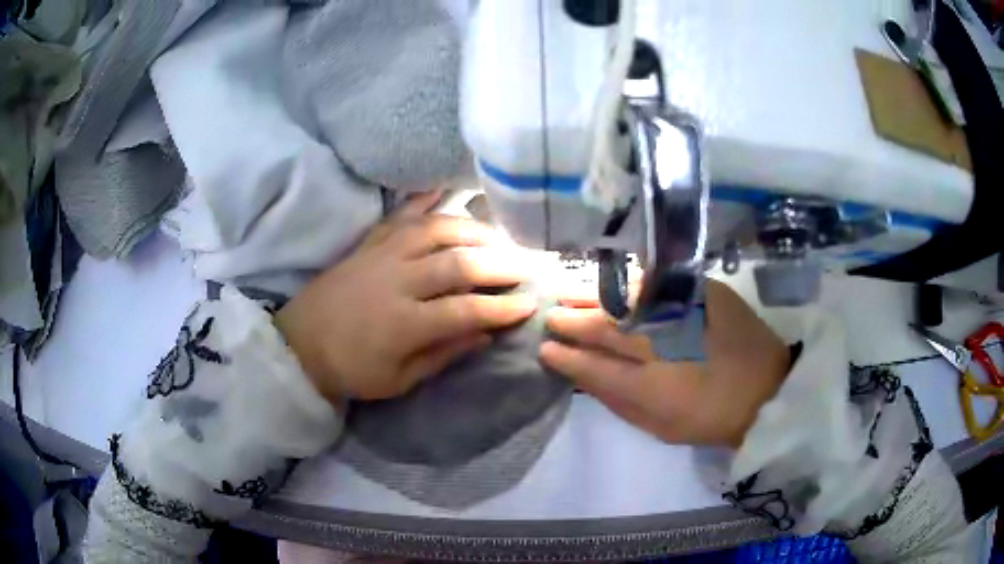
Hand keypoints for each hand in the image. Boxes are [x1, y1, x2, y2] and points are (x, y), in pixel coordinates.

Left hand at [276, 192, 536, 402]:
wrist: (300, 345)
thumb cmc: (352, 370)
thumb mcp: (399, 379)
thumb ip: (443, 354)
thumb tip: (485, 333)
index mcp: (405, 324)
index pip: (466, 310)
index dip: (502, 307)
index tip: (530, 304)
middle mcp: (397, 282)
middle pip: (458, 263)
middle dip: (500, 263)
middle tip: (527, 265)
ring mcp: (382, 256)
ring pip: (435, 231)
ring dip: (472, 230)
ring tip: (498, 236)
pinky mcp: (368, 244)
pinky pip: (399, 215)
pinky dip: (423, 199)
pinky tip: (444, 189)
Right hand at [540, 280, 790, 447]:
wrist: (768, 388)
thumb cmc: (711, 417)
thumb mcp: (660, 427)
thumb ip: (618, 402)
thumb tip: (582, 376)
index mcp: (652, 385)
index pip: (594, 365)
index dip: (566, 356)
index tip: (545, 349)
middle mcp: (663, 343)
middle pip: (606, 327)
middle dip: (574, 321)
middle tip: (552, 316)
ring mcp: (684, 311)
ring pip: (626, 299)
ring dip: (594, 297)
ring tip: (571, 294)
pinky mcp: (704, 292)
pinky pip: (655, 283)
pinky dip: (628, 284)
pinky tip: (612, 284)